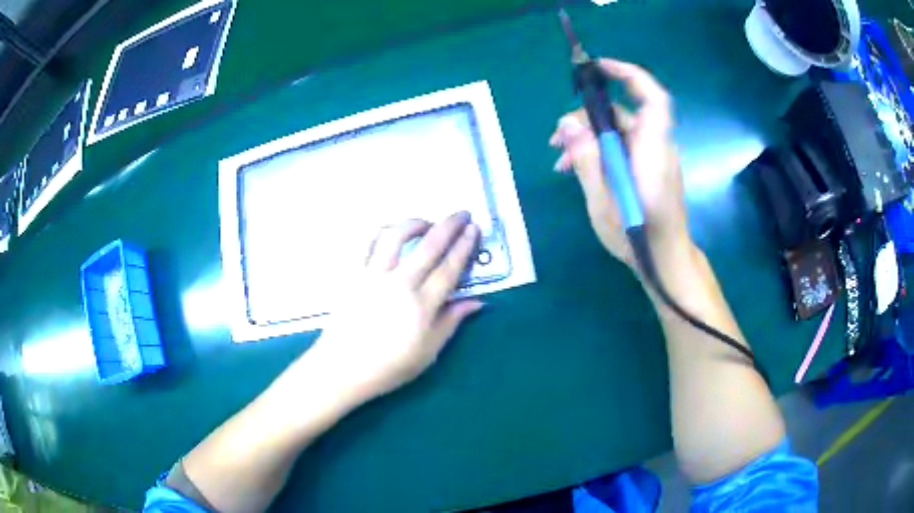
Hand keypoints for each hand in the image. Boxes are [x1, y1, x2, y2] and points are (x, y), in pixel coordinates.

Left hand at [312, 212, 482, 402]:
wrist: (343, 368)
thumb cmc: (389, 366)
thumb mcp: (428, 352)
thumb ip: (452, 322)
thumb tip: (478, 302)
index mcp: (422, 306)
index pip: (449, 268)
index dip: (464, 246)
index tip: (474, 229)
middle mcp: (400, 284)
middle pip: (429, 246)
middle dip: (449, 226)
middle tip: (462, 213)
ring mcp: (373, 276)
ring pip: (396, 237)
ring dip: (414, 223)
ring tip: (426, 221)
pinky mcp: (352, 274)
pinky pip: (365, 243)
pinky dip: (379, 230)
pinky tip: (390, 230)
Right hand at [549, 59, 690, 269]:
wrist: (665, 261)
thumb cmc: (638, 236)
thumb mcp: (603, 202)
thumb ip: (587, 160)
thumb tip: (567, 124)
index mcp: (652, 151)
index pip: (652, 98)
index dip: (629, 75)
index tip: (599, 68)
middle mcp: (657, 147)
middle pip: (623, 115)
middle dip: (586, 120)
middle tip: (555, 142)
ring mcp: (654, 158)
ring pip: (619, 133)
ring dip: (588, 139)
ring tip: (560, 160)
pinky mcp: (649, 169)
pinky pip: (623, 148)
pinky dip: (600, 152)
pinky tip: (577, 169)